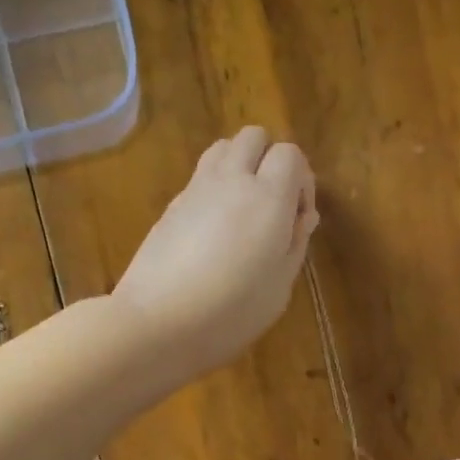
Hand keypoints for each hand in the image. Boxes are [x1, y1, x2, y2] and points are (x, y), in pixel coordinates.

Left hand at [112, 127, 318, 383]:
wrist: (157, 323)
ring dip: (239, 166)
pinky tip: (212, 231)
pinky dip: (214, 188)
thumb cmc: (230, 313)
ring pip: (222, 148)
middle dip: (269, 160)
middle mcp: (231, 180)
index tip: (297, 218)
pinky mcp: (170, 206)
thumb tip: (302, 215)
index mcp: (267, 197)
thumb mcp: (279, 287)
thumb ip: (295, 243)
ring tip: (242, 210)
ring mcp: (195, 190)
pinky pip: (199, 178)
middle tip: (272, 205)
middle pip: (254, 137)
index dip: (301, 180)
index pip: (290, 153)